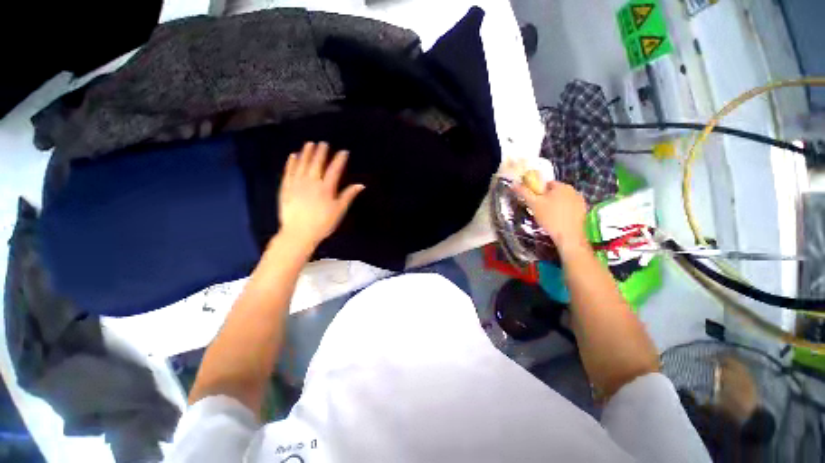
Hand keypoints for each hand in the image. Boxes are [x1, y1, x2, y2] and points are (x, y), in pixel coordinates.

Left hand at [278, 142, 364, 248]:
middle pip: (317, 163)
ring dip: (306, 153)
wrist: (298, 233)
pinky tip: (294, 156)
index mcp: (326, 188)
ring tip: (310, 144)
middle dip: (321, 152)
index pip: (334, 170)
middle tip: (324, 143)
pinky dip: (291, 163)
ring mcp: (297, 184)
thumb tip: (361, 185)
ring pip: (302, 164)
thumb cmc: (322, 223)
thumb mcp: (339, 210)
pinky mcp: (286, 188)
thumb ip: (348, 195)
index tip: (344, 152)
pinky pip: (289, 172)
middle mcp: (311, 182)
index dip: (339, 160)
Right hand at [512, 180, 588, 254]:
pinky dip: (564, 212)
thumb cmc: (550, 218)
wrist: (569, 236)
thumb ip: (523, 193)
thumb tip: (513, 184)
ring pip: (563, 200)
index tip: (534, 202)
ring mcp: (580, 200)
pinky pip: (570, 207)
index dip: (538, 192)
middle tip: (539, 210)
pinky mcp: (584, 211)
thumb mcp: (533, 204)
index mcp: (561, 186)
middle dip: (547, 199)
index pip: (546, 184)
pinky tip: (558, 221)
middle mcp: (573, 190)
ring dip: (555, 205)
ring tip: (548, 217)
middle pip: (555, 192)